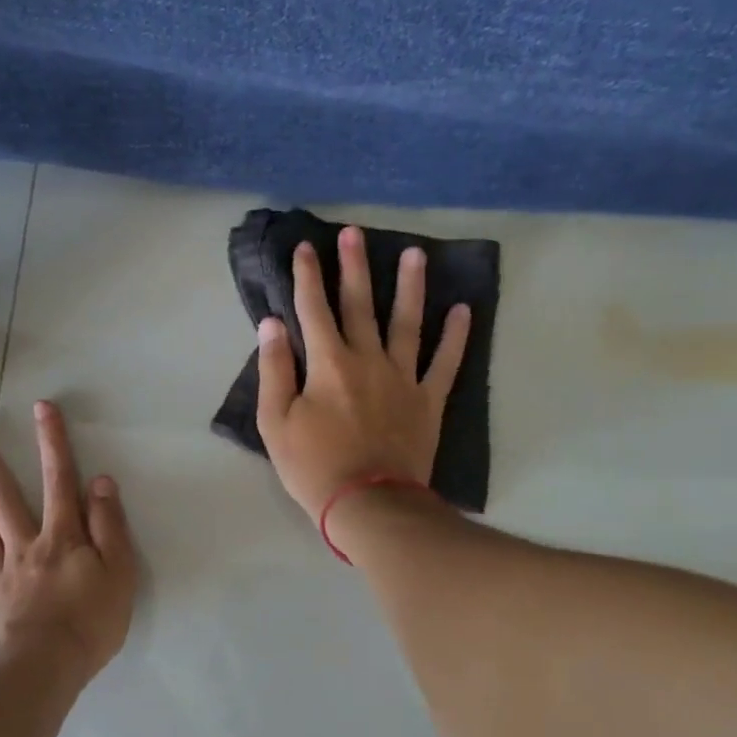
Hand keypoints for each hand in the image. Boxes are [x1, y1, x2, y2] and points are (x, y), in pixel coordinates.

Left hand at [0, 400, 135, 683]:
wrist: (47, 670)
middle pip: (2, 496)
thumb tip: (100, 482)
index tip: (41, 408)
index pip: (59, 481)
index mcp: (62, 538)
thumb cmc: (91, 622)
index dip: (52, 443)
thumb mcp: (120, 572)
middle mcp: (25, 546)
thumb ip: (109, 526)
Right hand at [256, 226, 469, 522]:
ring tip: (415, 254)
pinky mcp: (428, 400)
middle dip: (354, 266)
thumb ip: (274, 370)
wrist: (368, 504)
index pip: (313, 309)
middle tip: (355, 233)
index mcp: (328, 364)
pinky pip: (445, 362)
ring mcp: (403, 377)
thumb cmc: (314, 467)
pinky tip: (463, 310)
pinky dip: (456, 336)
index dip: (307, 276)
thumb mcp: (276, 423)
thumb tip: (273, 324)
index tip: (305, 247)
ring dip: (410, 286)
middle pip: (360, 304)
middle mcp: (367, 359)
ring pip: (407, 322)